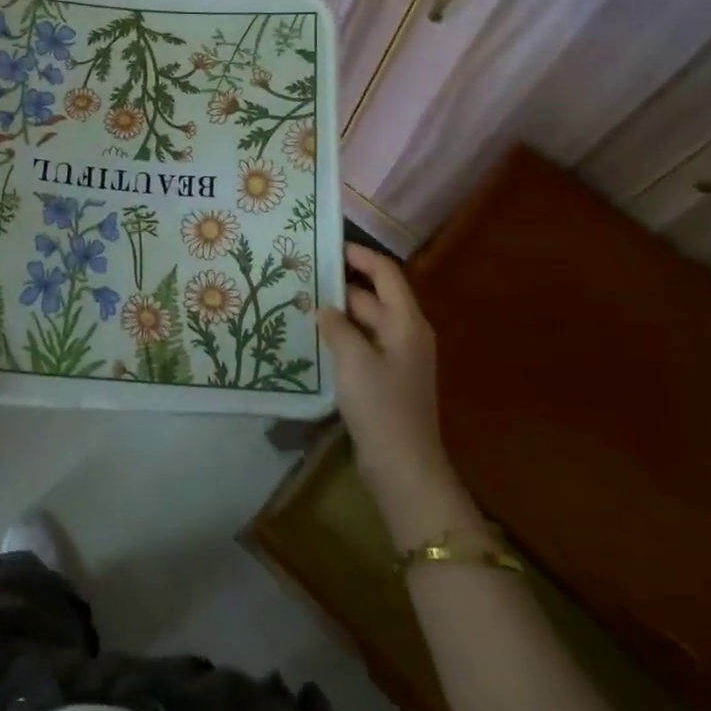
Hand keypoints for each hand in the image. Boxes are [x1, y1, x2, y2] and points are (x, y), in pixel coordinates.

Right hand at [318, 244, 481, 544]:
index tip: (328, 245)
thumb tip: (324, 307)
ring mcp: (398, 358)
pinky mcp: (388, 379)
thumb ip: (337, 326)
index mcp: (406, 322)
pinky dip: (344, 335)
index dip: (360, 256)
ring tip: (303, 301)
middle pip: (375, 296)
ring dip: (340, 312)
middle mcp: (406, 333)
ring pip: (368, 321)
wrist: (403, 466)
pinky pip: (364, 344)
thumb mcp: (353, 359)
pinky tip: (316, 338)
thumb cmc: (381, 405)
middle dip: (343, 284)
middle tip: (305, 274)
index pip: (386, 273)